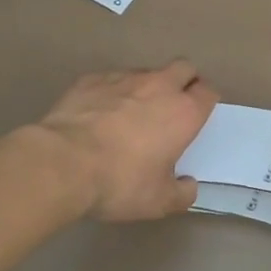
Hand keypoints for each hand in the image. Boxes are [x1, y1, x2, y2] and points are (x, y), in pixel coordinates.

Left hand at [32, 61, 218, 221]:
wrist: (63, 163)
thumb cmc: (119, 182)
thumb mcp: (158, 202)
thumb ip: (181, 193)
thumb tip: (188, 185)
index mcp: (183, 113)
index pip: (208, 92)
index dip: (206, 102)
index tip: (198, 116)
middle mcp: (159, 86)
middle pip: (184, 68)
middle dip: (184, 81)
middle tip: (172, 106)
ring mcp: (124, 78)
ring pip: (147, 72)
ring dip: (147, 87)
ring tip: (131, 113)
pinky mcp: (92, 78)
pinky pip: (111, 79)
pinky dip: (112, 92)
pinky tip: (98, 114)